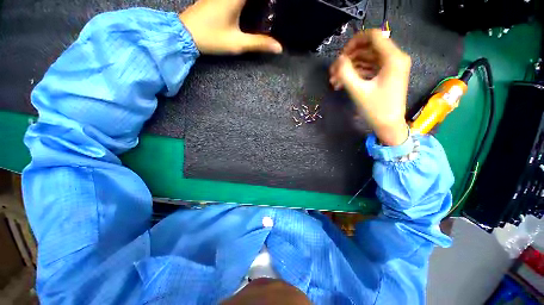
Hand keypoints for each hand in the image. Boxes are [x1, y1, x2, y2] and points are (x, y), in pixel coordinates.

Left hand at [179, 0, 282, 54]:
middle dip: (264, 1)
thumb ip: (259, 43)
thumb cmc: (211, 38)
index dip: (269, 0)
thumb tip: (279, 47)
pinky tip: (250, 7)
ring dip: (255, 2)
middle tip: (271, 6)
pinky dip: (245, 1)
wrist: (185, 34)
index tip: (275, 4)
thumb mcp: (237, 43)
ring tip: (266, 6)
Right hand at [329, 29, 410, 145]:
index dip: (354, 42)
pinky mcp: (385, 76)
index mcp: (393, 58)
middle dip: (348, 59)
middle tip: (333, 72)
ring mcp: (390, 67)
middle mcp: (394, 58)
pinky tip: (342, 84)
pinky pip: (368, 69)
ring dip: (349, 68)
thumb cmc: (376, 110)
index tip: (340, 56)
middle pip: (368, 48)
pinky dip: (355, 74)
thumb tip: (338, 60)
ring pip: (366, 59)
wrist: (388, 126)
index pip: (373, 36)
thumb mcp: (358, 91)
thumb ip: (346, 73)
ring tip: (334, 81)